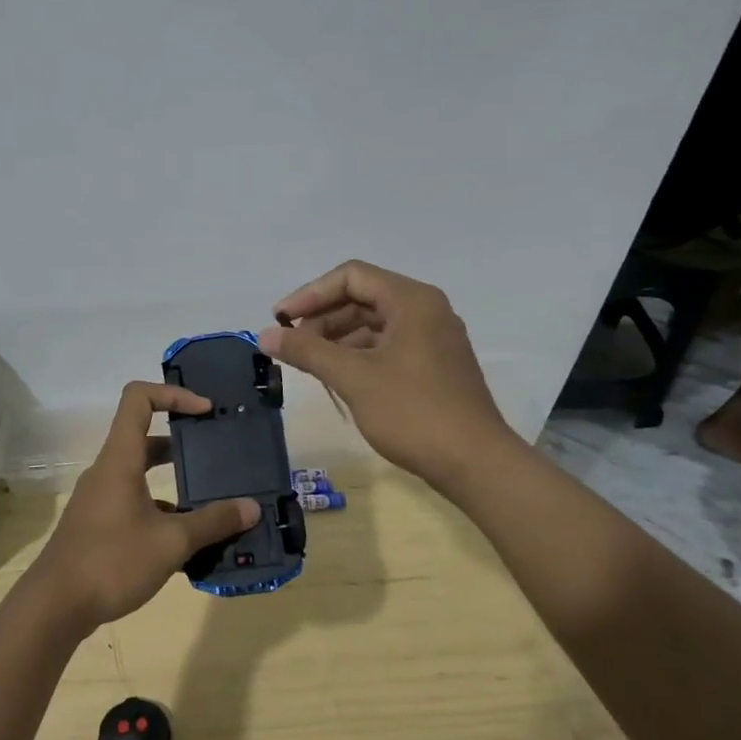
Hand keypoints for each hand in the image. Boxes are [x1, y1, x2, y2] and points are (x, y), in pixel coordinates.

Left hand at [23, 383, 257, 633]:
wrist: (54, 607)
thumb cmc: (111, 561)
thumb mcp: (171, 543)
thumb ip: (213, 522)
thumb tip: (252, 508)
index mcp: (120, 459)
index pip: (139, 399)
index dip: (173, 394)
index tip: (205, 411)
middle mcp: (108, 470)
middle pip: (145, 437)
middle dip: (183, 441)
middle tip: (217, 452)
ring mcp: (100, 498)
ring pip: (141, 474)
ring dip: (175, 481)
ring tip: (212, 500)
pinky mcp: (98, 524)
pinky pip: (135, 502)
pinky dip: (162, 510)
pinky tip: (186, 540)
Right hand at [259, 260, 510, 487]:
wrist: (475, 463)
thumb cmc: (413, 412)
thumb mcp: (354, 378)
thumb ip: (307, 351)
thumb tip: (265, 336)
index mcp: (411, 300)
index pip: (351, 276)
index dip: (310, 294)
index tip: (280, 320)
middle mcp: (426, 310)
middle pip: (362, 297)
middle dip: (322, 318)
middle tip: (291, 346)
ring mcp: (433, 338)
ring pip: (374, 324)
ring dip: (337, 338)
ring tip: (308, 364)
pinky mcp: (434, 365)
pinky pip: (387, 346)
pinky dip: (358, 355)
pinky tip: (338, 378)